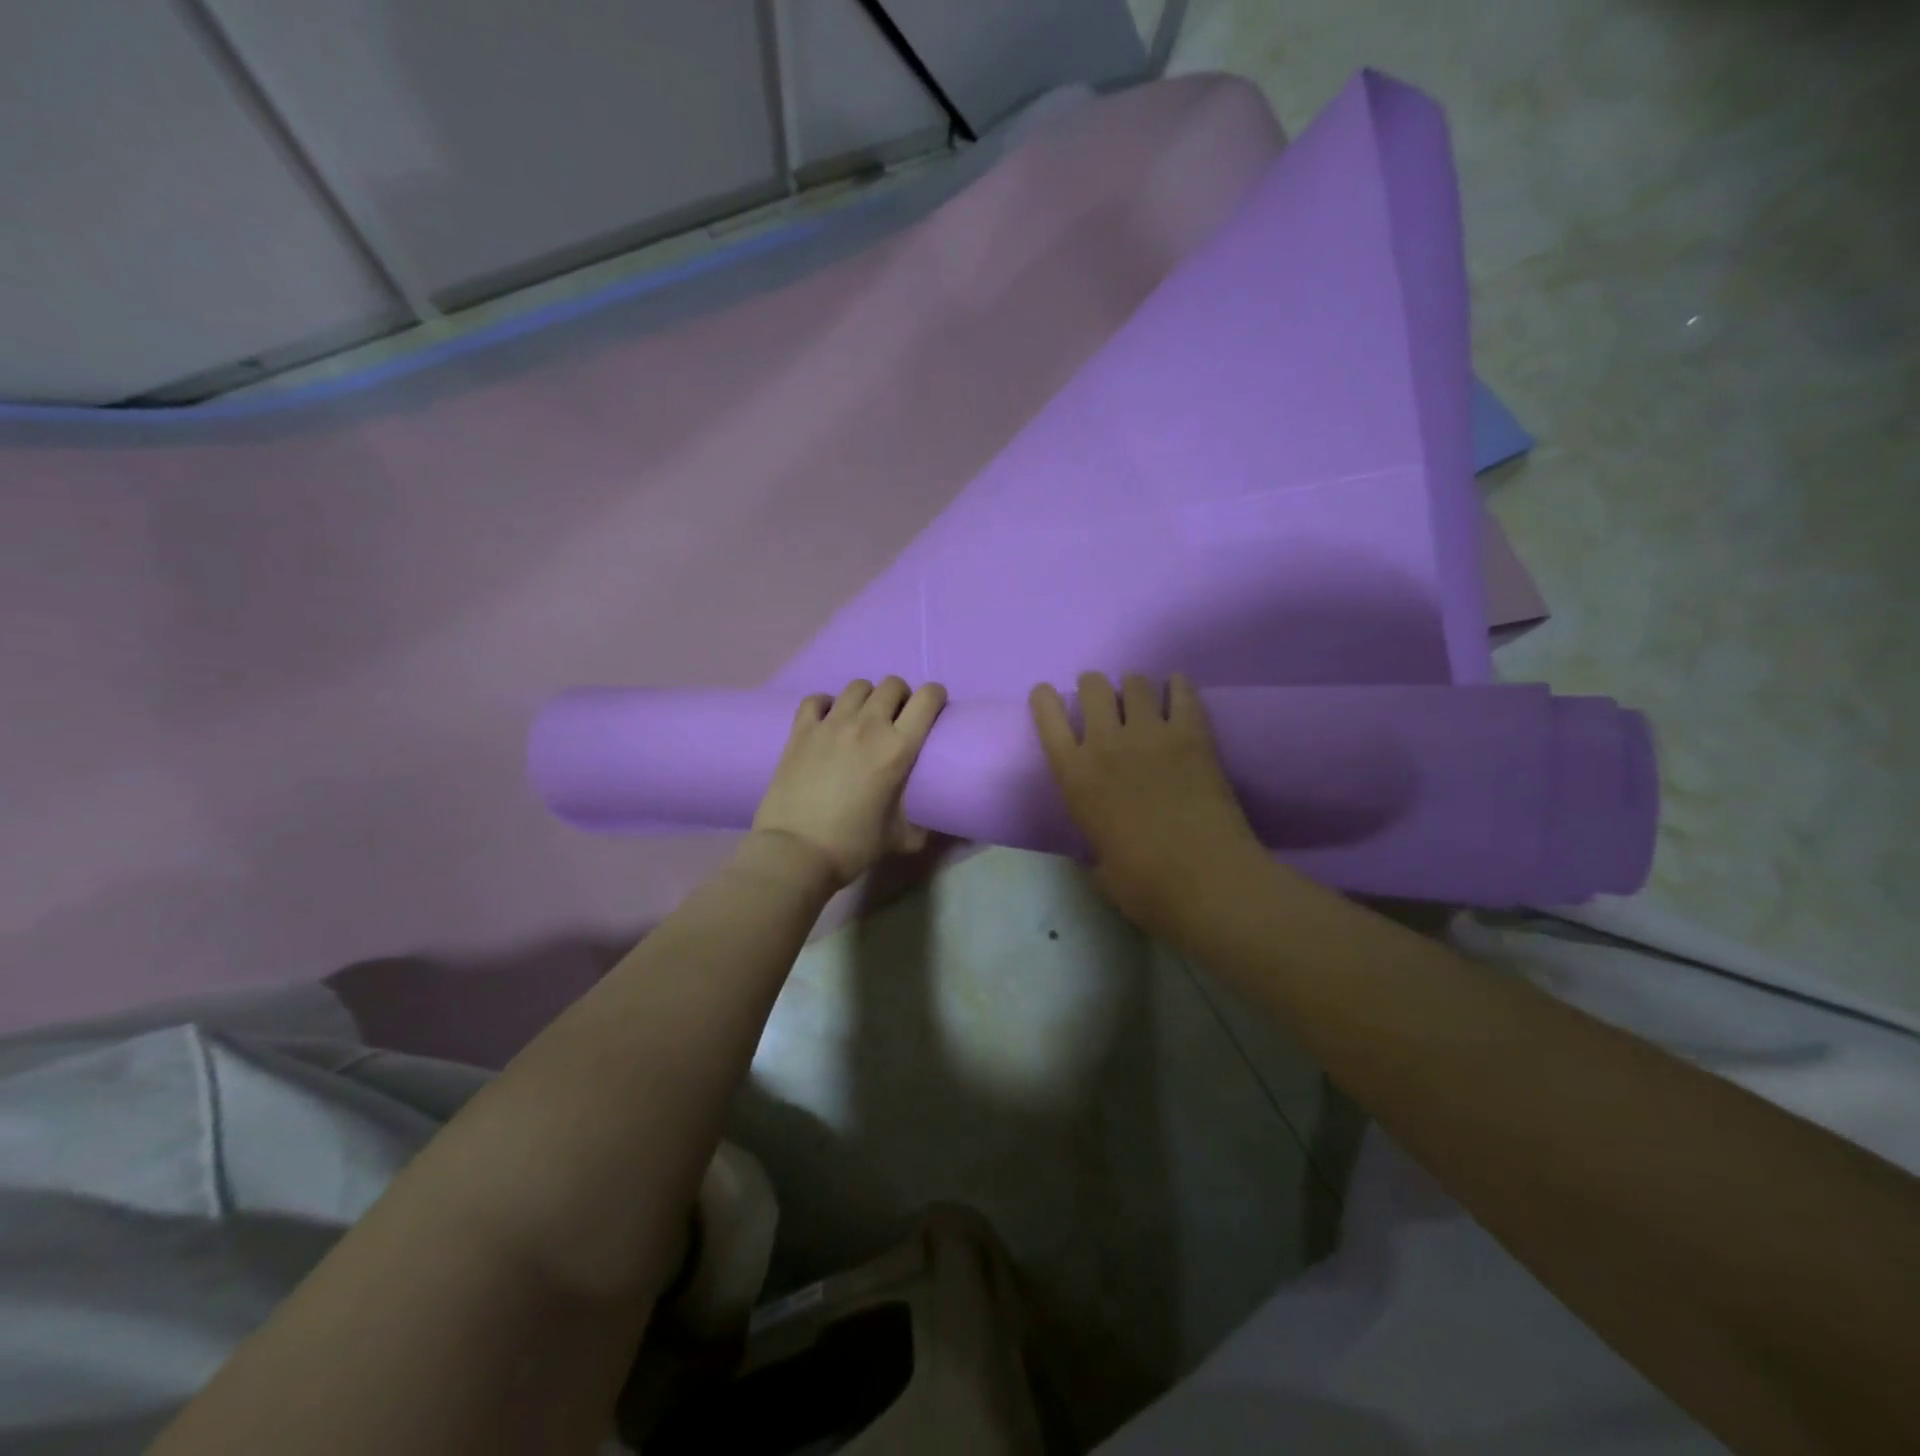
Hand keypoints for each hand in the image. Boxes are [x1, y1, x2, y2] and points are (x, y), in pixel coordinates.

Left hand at [750, 678, 947, 889]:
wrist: (795, 852)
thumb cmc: (852, 846)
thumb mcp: (899, 838)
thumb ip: (920, 827)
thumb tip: (932, 827)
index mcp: (898, 748)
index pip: (927, 699)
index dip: (936, 696)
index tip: (934, 708)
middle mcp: (867, 726)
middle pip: (892, 684)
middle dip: (900, 696)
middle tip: (897, 718)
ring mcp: (831, 724)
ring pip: (857, 686)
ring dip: (866, 698)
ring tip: (863, 718)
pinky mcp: (801, 730)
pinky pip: (817, 699)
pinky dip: (826, 704)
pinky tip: (827, 720)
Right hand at [1031, 672, 1263, 938]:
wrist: (1204, 880)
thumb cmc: (1144, 885)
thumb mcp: (1100, 866)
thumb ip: (1096, 845)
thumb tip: (1103, 848)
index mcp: (1075, 776)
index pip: (1048, 717)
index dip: (1045, 699)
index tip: (1048, 696)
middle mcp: (1106, 743)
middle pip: (1093, 686)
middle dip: (1095, 688)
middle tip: (1106, 703)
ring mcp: (1150, 733)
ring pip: (1135, 681)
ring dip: (1134, 688)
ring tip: (1144, 702)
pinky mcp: (1192, 733)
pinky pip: (1181, 691)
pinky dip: (1177, 687)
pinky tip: (1177, 693)